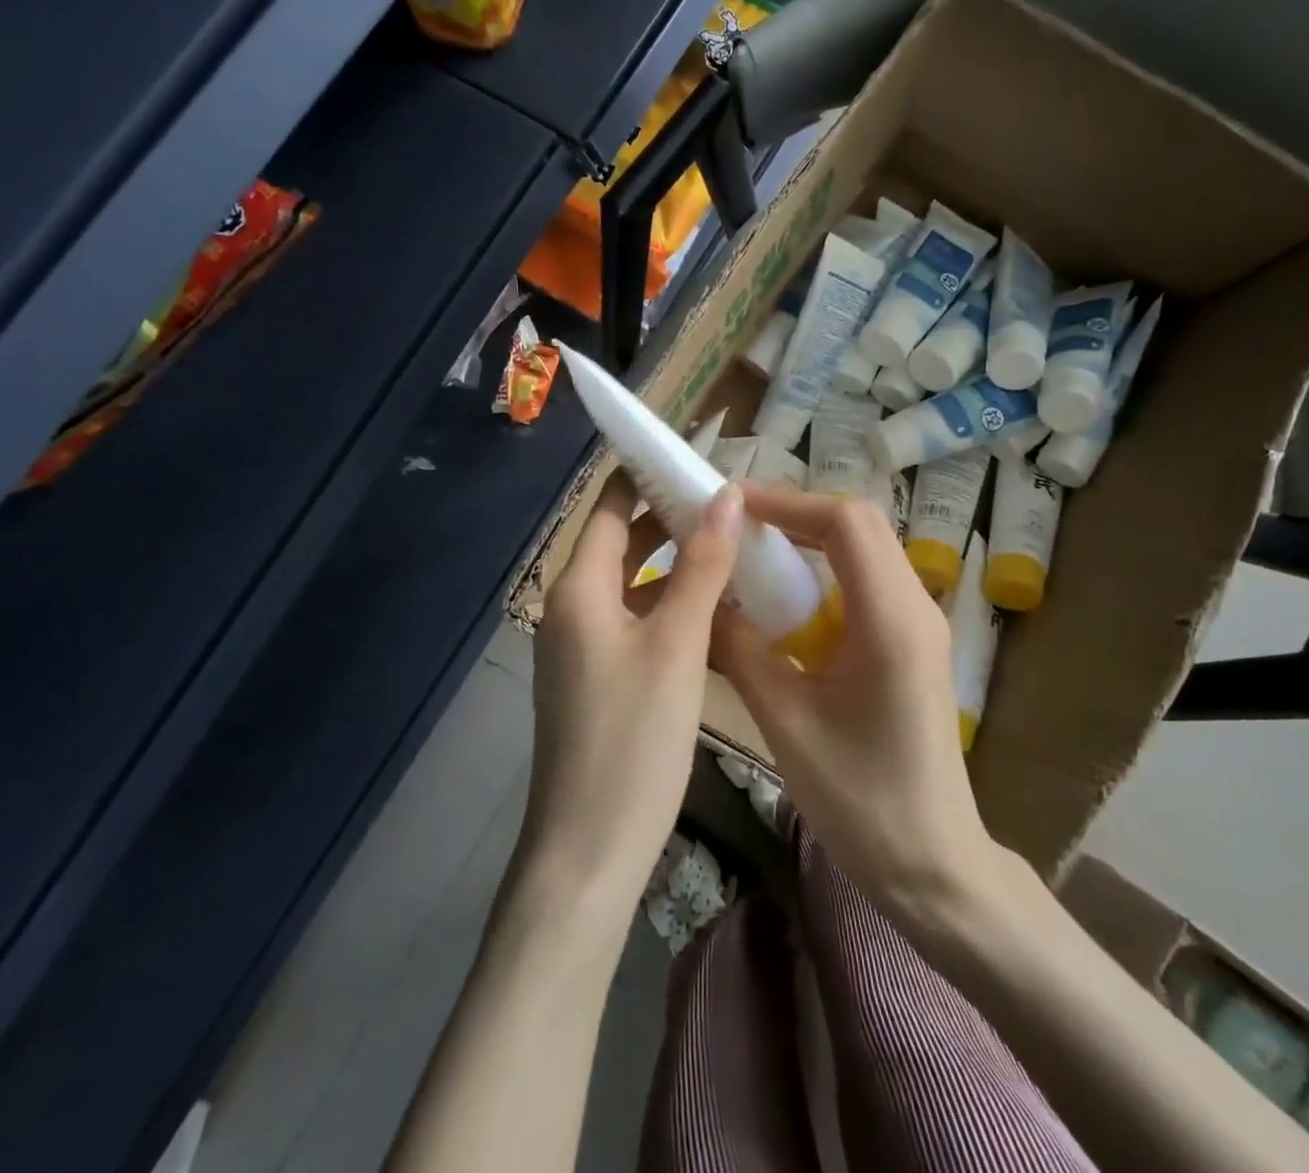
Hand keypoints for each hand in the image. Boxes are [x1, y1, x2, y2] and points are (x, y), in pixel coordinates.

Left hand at [523, 474, 742, 911]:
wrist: (588, 853)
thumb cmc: (631, 742)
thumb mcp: (676, 646)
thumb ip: (701, 566)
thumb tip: (726, 494)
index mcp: (579, 588)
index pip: (609, 505)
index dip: (648, 473)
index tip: (699, 453)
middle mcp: (573, 607)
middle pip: (621, 541)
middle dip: (671, 515)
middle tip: (734, 499)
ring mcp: (584, 646)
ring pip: (633, 583)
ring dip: (677, 561)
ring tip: (735, 543)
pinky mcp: (600, 678)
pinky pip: (637, 619)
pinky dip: (671, 603)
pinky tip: (717, 607)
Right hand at [711, 486, 995, 921]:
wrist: (933, 865)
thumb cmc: (861, 802)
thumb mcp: (786, 722)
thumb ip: (740, 650)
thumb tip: (704, 599)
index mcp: (891, 620)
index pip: (846, 522)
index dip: (787, 502)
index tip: (732, 506)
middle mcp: (916, 606)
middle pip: (860, 524)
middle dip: (796, 513)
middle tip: (737, 526)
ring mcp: (921, 622)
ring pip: (866, 548)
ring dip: (811, 539)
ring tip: (754, 550)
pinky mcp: (913, 641)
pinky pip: (868, 580)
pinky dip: (826, 569)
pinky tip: (787, 597)